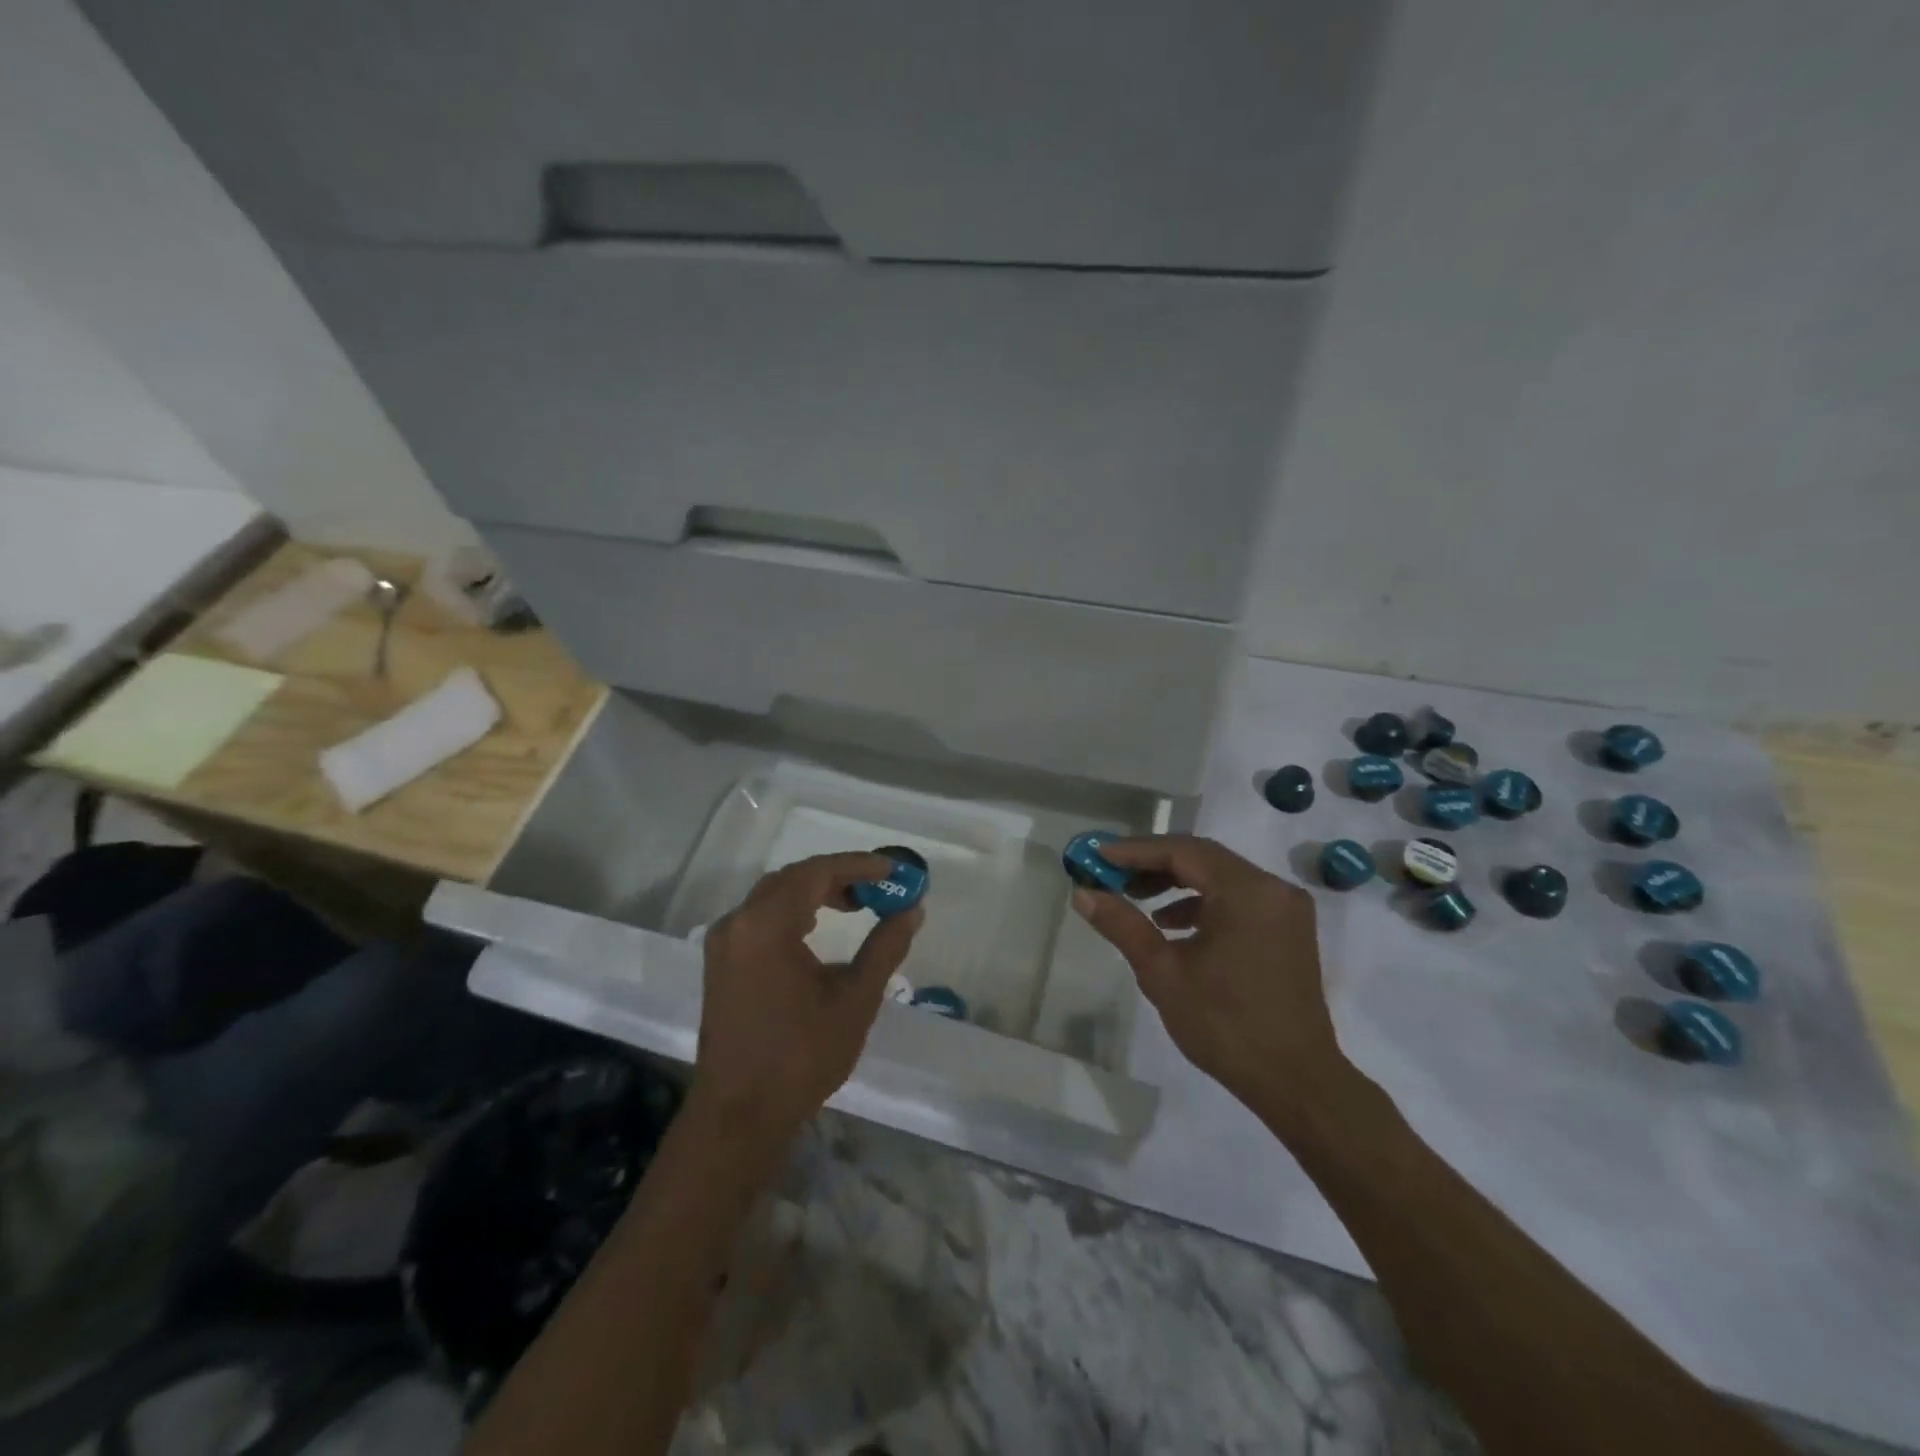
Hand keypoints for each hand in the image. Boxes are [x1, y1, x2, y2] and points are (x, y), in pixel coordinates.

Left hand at [691, 852, 922, 1151]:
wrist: (739, 1115)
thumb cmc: (801, 1056)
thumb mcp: (855, 999)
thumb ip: (885, 947)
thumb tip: (912, 910)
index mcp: (766, 925)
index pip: (816, 872)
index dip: (857, 865)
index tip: (892, 869)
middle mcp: (738, 923)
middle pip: (792, 879)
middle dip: (837, 876)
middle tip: (877, 887)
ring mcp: (723, 943)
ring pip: (773, 896)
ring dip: (814, 892)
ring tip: (855, 904)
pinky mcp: (720, 964)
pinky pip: (759, 918)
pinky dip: (792, 911)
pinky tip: (816, 930)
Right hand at [1071, 834, 1343, 1109]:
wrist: (1296, 1082)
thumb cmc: (1225, 1025)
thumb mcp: (1163, 973)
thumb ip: (1123, 925)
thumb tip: (1083, 893)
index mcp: (1247, 892)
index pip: (1183, 851)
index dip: (1135, 850)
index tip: (1097, 853)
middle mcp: (1272, 888)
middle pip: (1203, 858)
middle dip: (1153, 863)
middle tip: (1111, 873)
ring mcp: (1285, 908)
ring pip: (1220, 877)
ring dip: (1176, 882)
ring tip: (1135, 898)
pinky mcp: (1288, 929)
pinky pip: (1237, 898)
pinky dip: (1202, 902)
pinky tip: (1172, 924)